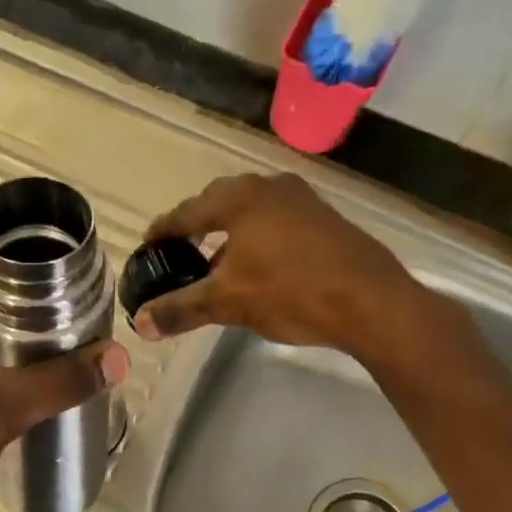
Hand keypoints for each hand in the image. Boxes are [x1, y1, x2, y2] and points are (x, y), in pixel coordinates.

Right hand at [133, 173, 420, 359]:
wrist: (371, 301)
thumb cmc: (291, 292)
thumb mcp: (229, 303)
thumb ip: (181, 309)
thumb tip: (140, 323)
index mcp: (239, 199)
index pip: (186, 212)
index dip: (163, 230)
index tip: (148, 245)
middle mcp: (269, 188)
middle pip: (219, 202)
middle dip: (196, 225)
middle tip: (180, 249)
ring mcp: (302, 200)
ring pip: (251, 210)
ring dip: (229, 232)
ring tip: (216, 263)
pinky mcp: (325, 218)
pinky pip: (276, 220)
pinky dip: (257, 237)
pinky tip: (258, 267)